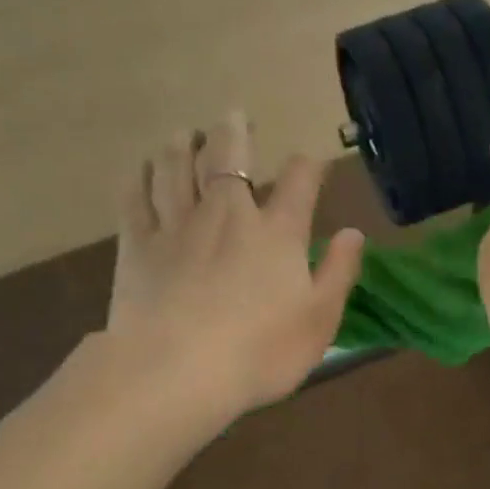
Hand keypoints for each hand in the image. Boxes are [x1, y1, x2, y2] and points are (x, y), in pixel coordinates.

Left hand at [103, 112, 364, 417]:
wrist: (178, 372)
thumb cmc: (261, 352)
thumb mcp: (319, 320)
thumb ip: (338, 272)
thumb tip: (354, 233)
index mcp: (277, 233)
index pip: (298, 182)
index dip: (308, 167)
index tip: (310, 163)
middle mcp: (227, 215)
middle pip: (228, 157)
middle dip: (235, 132)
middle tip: (234, 116)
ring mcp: (177, 226)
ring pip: (175, 167)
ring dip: (182, 145)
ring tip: (185, 134)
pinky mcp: (137, 245)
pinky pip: (136, 198)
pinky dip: (140, 178)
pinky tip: (141, 171)